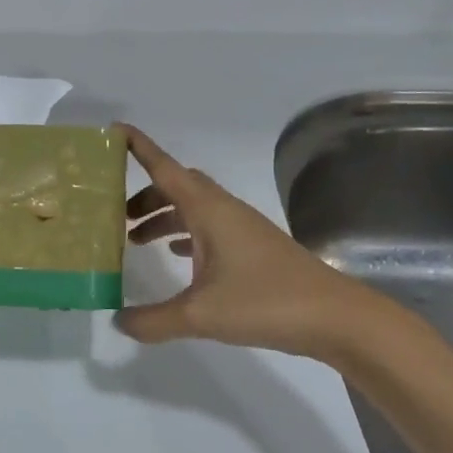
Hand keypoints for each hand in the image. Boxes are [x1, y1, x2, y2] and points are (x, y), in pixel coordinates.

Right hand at [116, 123, 381, 359]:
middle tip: (115, 213)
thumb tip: (117, 321)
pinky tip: (173, 256)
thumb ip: (152, 320)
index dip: (139, 147)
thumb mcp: (199, 315)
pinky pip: (208, 227)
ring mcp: (242, 228)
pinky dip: (184, 233)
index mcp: (208, 211)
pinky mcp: (253, 249)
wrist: (339, 320)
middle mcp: (223, 211)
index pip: (164, 168)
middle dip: (144, 193)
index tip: (113, 130)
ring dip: (162, 215)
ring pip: (193, 207)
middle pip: (177, 185)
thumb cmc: (266, 302)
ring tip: (134, 240)